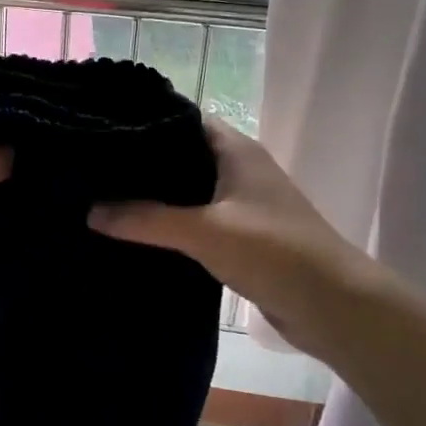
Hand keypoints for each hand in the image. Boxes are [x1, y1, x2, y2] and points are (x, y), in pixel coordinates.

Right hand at [88, 118, 402, 356]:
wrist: (334, 306)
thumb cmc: (274, 252)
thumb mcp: (205, 231)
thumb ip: (147, 219)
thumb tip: (91, 211)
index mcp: (235, 150)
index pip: (183, 118)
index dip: (145, 120)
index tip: (102, 130)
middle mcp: (239, 169)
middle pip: (182, 154)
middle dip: (143, 162)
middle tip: (94, 169)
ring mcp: (243, 203)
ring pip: (189, 190)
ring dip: (156, 196)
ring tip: (105, 198)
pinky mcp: (243, 235)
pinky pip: (198, 220)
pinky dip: (171, 224)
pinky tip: (139, 234)